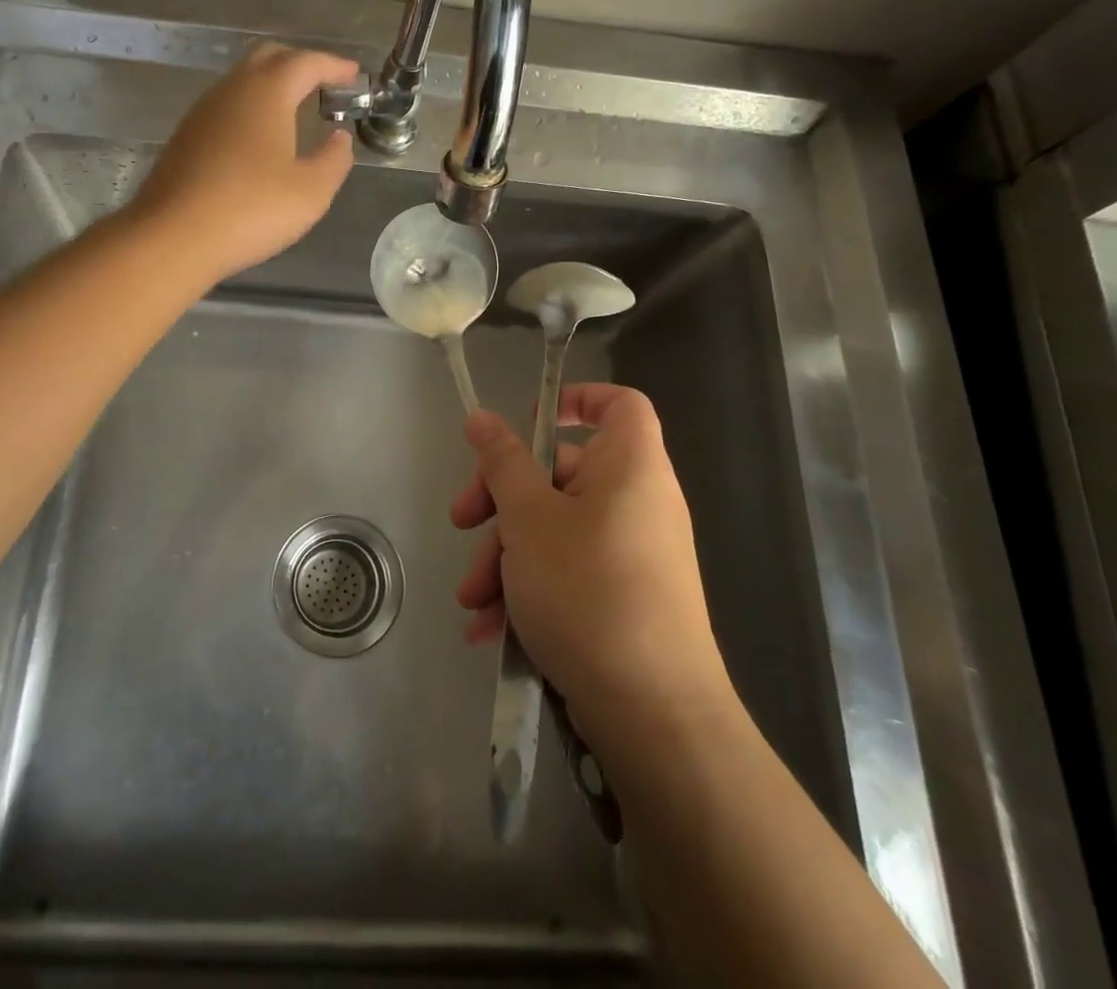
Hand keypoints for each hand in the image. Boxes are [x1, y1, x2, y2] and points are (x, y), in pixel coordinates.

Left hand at [133, 42, 359, 278]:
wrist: (172, 237)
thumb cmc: (250, 210)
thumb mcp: (311, 192)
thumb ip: (334, 160)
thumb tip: (340, 138)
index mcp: (267, 93)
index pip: (306, 62)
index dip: (334, 65)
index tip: (354, 75)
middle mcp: (232, 90)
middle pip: (269, 57)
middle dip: (300, 64)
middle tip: (325, 84)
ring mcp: (203, 111)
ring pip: (243, 80)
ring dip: (273, 85)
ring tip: (297, 109)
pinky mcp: (186, 136)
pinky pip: (227, 106)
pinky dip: (251, 107)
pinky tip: (260, 138)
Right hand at [451, 383, 733, 754]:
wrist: (654, 717)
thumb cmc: (588, 591)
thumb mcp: (529, 519)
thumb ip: (502, 463)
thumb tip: (482, 418)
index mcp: (629, 466)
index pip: (618, 404)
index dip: (575, 400)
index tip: (526, 424)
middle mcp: (636, 502)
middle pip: (562, 472)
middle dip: (502, 501)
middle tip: (462, 523)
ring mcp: (631, 554)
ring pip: (555, 530)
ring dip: (504, 558)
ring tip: (471, 600)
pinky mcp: (622, 599)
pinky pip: (568, 572)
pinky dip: (528, 590)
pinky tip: (490, 629)